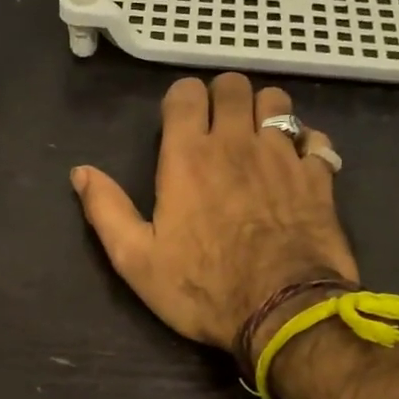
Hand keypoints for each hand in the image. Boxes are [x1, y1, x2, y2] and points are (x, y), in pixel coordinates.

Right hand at [71, 73, 358, 349]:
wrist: (283, 311)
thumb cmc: (203, 287)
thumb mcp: (136, 260)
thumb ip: (107, 210)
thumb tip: (80, 172)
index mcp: (188, 157)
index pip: (186, 93)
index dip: (180, 100)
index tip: (178, 124)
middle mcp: (237, 142)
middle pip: (234, 86)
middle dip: (222, 98)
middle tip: (217, 128)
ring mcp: (282, 156)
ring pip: (277, 102)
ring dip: (263, 112)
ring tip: (256, 140)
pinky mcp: (318, 176)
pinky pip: (314, 137)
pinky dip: (304, 142)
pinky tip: (296, 163)